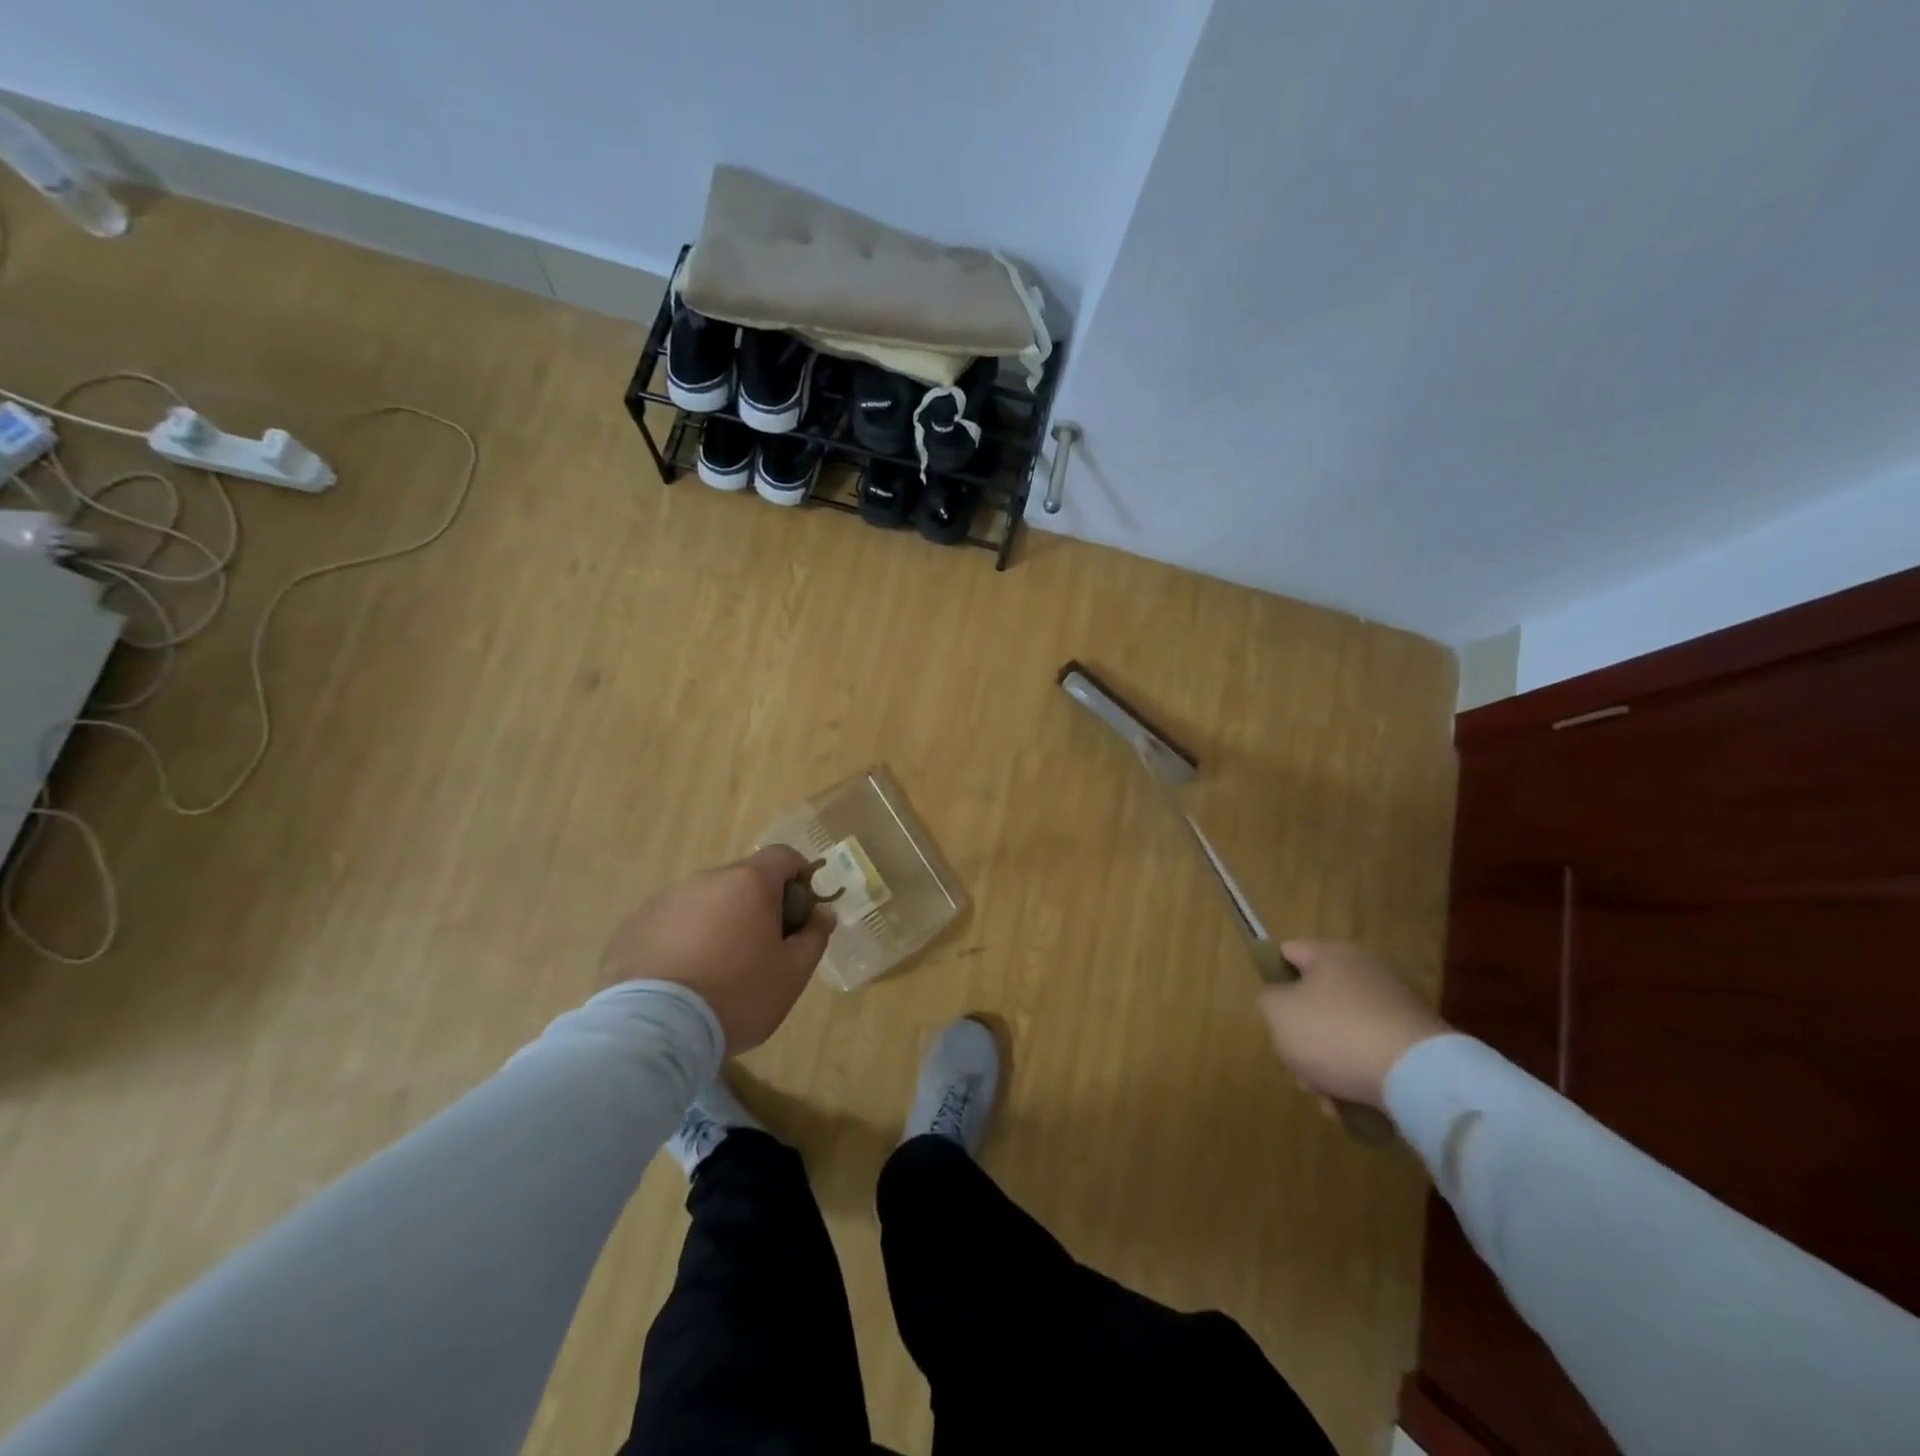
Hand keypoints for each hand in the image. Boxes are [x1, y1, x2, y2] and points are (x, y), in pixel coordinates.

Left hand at [599, 846, 833, 1053]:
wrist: (653, 1030)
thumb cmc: (737, 995)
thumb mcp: (792, 974)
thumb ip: (814, 937)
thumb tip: (822, 913)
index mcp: (749, 883)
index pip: (783, 856)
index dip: (798, 876)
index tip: (800, 912)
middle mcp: (706, 880)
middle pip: (742, 880)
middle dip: (756, 906)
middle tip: (760, 951)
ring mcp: (664, 901)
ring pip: (704, 902)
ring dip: (716, 923)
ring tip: (714, 971)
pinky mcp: (631, 927)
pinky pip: (669, 924)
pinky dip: (681, 941)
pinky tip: (679, 980)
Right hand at [1257, 940, 1446, 1108]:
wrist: (1418, 1077)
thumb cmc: (1335, 1033)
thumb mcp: (1278, 1012)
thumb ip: (1268, 999)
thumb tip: (1281, 1000)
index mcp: (1332, 954)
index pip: (1289, 952)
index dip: (1273, 978)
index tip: (1271, 1012)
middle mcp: (1366, 972)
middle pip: (1315, 1000)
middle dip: (1301, 1035)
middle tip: (1296, 1062)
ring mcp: (1395, 1008)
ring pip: (1341, 1033)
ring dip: (1327, 1064)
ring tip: (1325, 1095)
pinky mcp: (1416, 1044)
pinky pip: (1372, 1056)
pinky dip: (1358, 1077)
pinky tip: (1351, 1104)